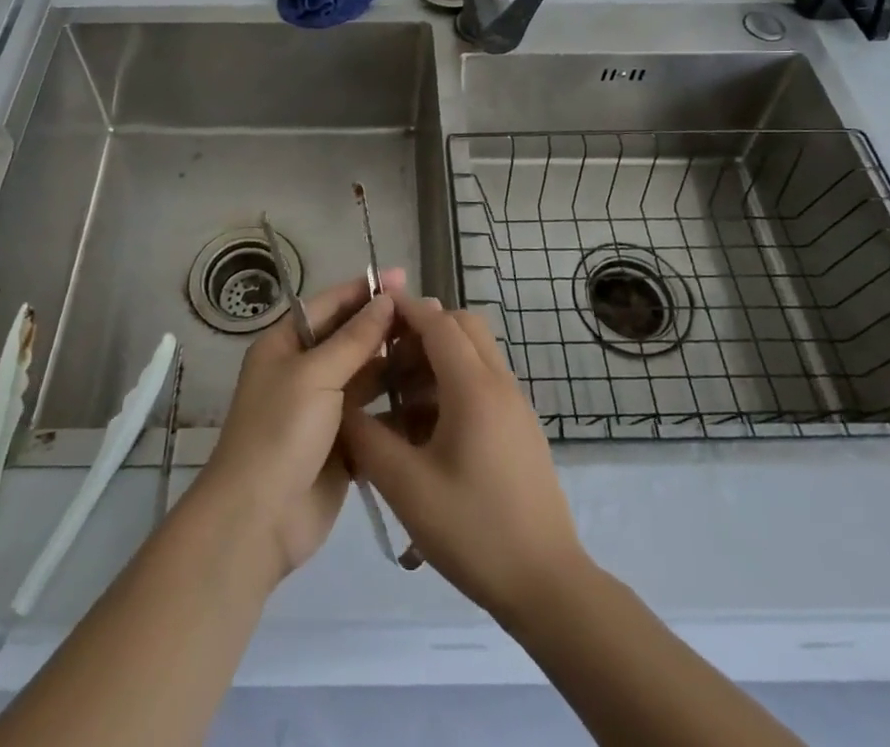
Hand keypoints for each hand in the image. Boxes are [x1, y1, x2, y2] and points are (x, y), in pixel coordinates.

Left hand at [191, 270, 401, 583]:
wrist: (258, 520)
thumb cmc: (280, 431)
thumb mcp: (315, 374)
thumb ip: (354, 338)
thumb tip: (385, 299)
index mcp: (285, 345)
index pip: (329, 305)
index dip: (364, 290)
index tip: (404, 279)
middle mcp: (303, 371)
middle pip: (350, 340)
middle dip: (385, 329)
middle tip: (431, 318)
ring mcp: (323, 410)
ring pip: (366, 378)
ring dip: (396, 367)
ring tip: (438, 354)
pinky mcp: (341, 446)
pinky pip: (373, 417)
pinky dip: (396, 408)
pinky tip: (430, 398)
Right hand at [343, 293, 587, 623]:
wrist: (547, 585)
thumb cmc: (474, 530)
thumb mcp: (406, 486)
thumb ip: (368, 438)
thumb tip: (342, 406)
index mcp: (474, 387)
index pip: (438, 323)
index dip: (405, 308)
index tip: (373, 304)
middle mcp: (500, 384)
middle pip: (462, 327)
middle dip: (423, 329)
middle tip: (386, 354)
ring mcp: (515, 406)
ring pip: (474, 355)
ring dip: (437, 359)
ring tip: (397, 397)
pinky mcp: (520, 429)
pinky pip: (483, 384)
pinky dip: (452, 385)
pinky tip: (424, 429)